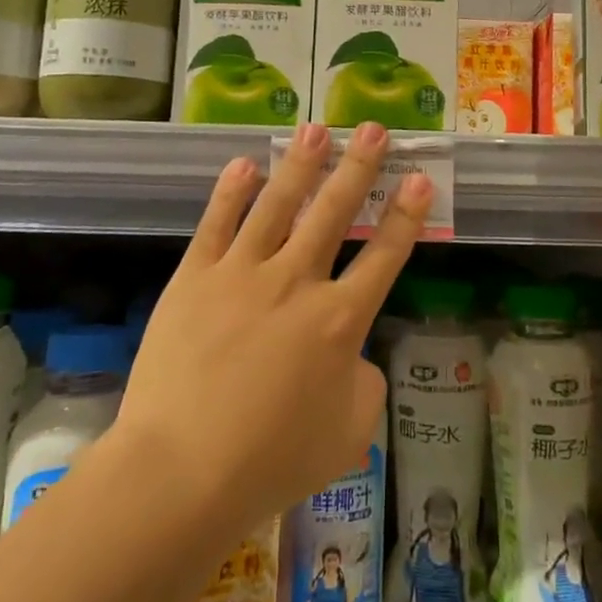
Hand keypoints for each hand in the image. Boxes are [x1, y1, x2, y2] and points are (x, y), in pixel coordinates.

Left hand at [115, 122, 429, 534]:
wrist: (182, 472)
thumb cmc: (273, 461)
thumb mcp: (350, 433)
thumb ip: (364, 383)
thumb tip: (351, 354)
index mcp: (340, 321)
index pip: (384, 255)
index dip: (407, 215)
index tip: (420, 179)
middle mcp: (296, 282)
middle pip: (335, 212)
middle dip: (359, 168)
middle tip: (374, 129)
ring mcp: (242, 274)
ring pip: (277, 205)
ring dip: (300, 164)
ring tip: (316, 129)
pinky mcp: (194, 278)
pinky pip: (217, 224)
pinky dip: (232, 191)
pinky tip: (244, 164)